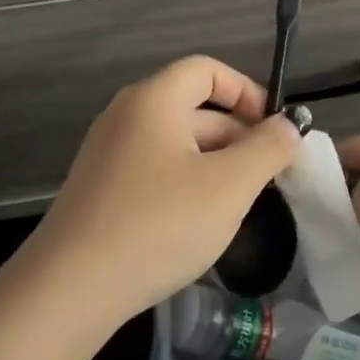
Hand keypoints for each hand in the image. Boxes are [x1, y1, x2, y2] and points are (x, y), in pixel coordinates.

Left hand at [21, 56, 303, 335]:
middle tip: (269, 176)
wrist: (69, 289)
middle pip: (193, 106)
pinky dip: (186, 182)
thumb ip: (268, 149)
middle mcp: (126, 116)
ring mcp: (108, 153)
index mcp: (153, 100)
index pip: (206, 70)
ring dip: (215, 163)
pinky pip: (154, 169)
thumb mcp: (229, 186)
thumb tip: (290, 125)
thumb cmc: (158, 225)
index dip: (247, 91)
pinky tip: (200, 223)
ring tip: (241, 202)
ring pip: (176, 143)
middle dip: (237, 135)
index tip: (274, 130)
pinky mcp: (100, 189)